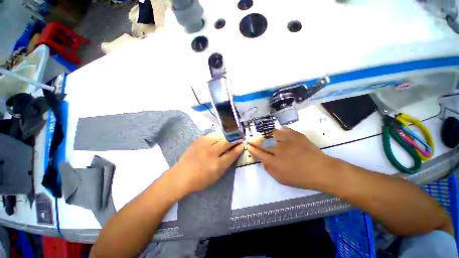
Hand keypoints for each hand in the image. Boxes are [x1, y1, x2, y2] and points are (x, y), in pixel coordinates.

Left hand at [164, 132, 242, 197]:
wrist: (182, 175)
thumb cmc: (201, 179)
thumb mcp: (217, 175)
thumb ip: (227, 163)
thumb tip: (235, 151)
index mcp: (217, 164)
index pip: (232, 153)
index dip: (239, 147)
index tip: (242, 144)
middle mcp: (211, 152)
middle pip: (227, 141)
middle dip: (235, 139)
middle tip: (238, 138)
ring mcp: (204, 144)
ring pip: (220, 135)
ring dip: (227, 136)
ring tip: (229, 138)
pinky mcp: (199, 140)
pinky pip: (212, 134)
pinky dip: (218, 135)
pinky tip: (218, 138)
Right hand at [246, 127, 334, 188]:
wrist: (322, 170)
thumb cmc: (301, 178)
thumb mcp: (281, 179)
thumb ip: (269, 169)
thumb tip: (263, 160)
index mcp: (275, 162)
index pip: (258, 153)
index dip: (252, 149)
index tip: (248, 146)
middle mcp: (279, 149)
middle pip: (262, 142)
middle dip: (254, 140)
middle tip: (251, 138)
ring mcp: (287, 141)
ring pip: (271, 133)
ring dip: (264, 133)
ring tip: (262, 133)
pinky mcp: (296, 135)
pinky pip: (283, 129)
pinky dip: (278, 130)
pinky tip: (277, 131)